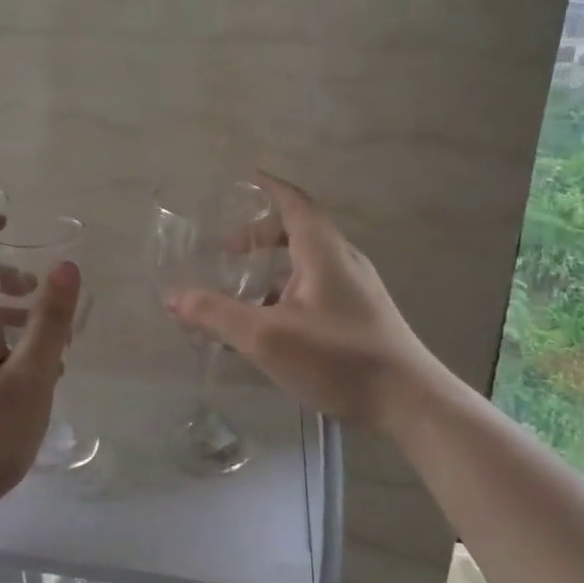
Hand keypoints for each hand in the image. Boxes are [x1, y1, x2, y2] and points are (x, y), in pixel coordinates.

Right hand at [166, 173, 431, 429]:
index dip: (267, 188)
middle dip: (261, 234)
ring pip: (308, 265)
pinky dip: (288, 294)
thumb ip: (217, 314)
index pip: (294, 202)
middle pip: (299, 231)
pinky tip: (273, 329)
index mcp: (324, 252)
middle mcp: (344, 262)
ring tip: (242, 294)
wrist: (410, 403)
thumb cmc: (338, 359)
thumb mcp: (266, 337)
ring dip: (273, 269)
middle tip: (228, 249)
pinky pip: (318, 290)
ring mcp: (358, 290)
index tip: (242, 179)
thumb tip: (173, 296)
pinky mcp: (363, 317)